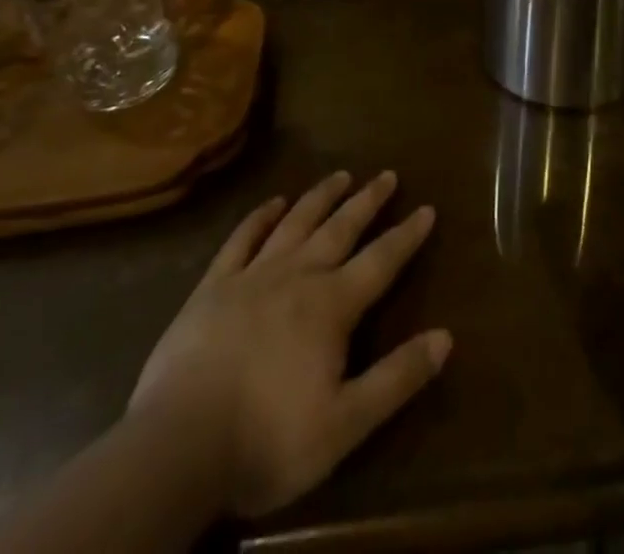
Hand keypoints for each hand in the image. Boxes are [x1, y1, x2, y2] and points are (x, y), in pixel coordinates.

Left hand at [128, 171, 448, 518]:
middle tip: (386, 174)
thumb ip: (397, 378)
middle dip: (367, 201)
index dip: (407, 235)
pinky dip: (259, 217)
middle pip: (340, 229)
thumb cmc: (267, 440)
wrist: (177, 447)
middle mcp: (297, 276)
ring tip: (340, 175)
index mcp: (331, 305)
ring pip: (295, 223)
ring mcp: (252, 276)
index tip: (427, 208)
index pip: (381, 261)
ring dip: (320, 197)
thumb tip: (446, 337)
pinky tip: (272, 203)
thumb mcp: (345, 423)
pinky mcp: (213, 287)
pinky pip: (242, 239)